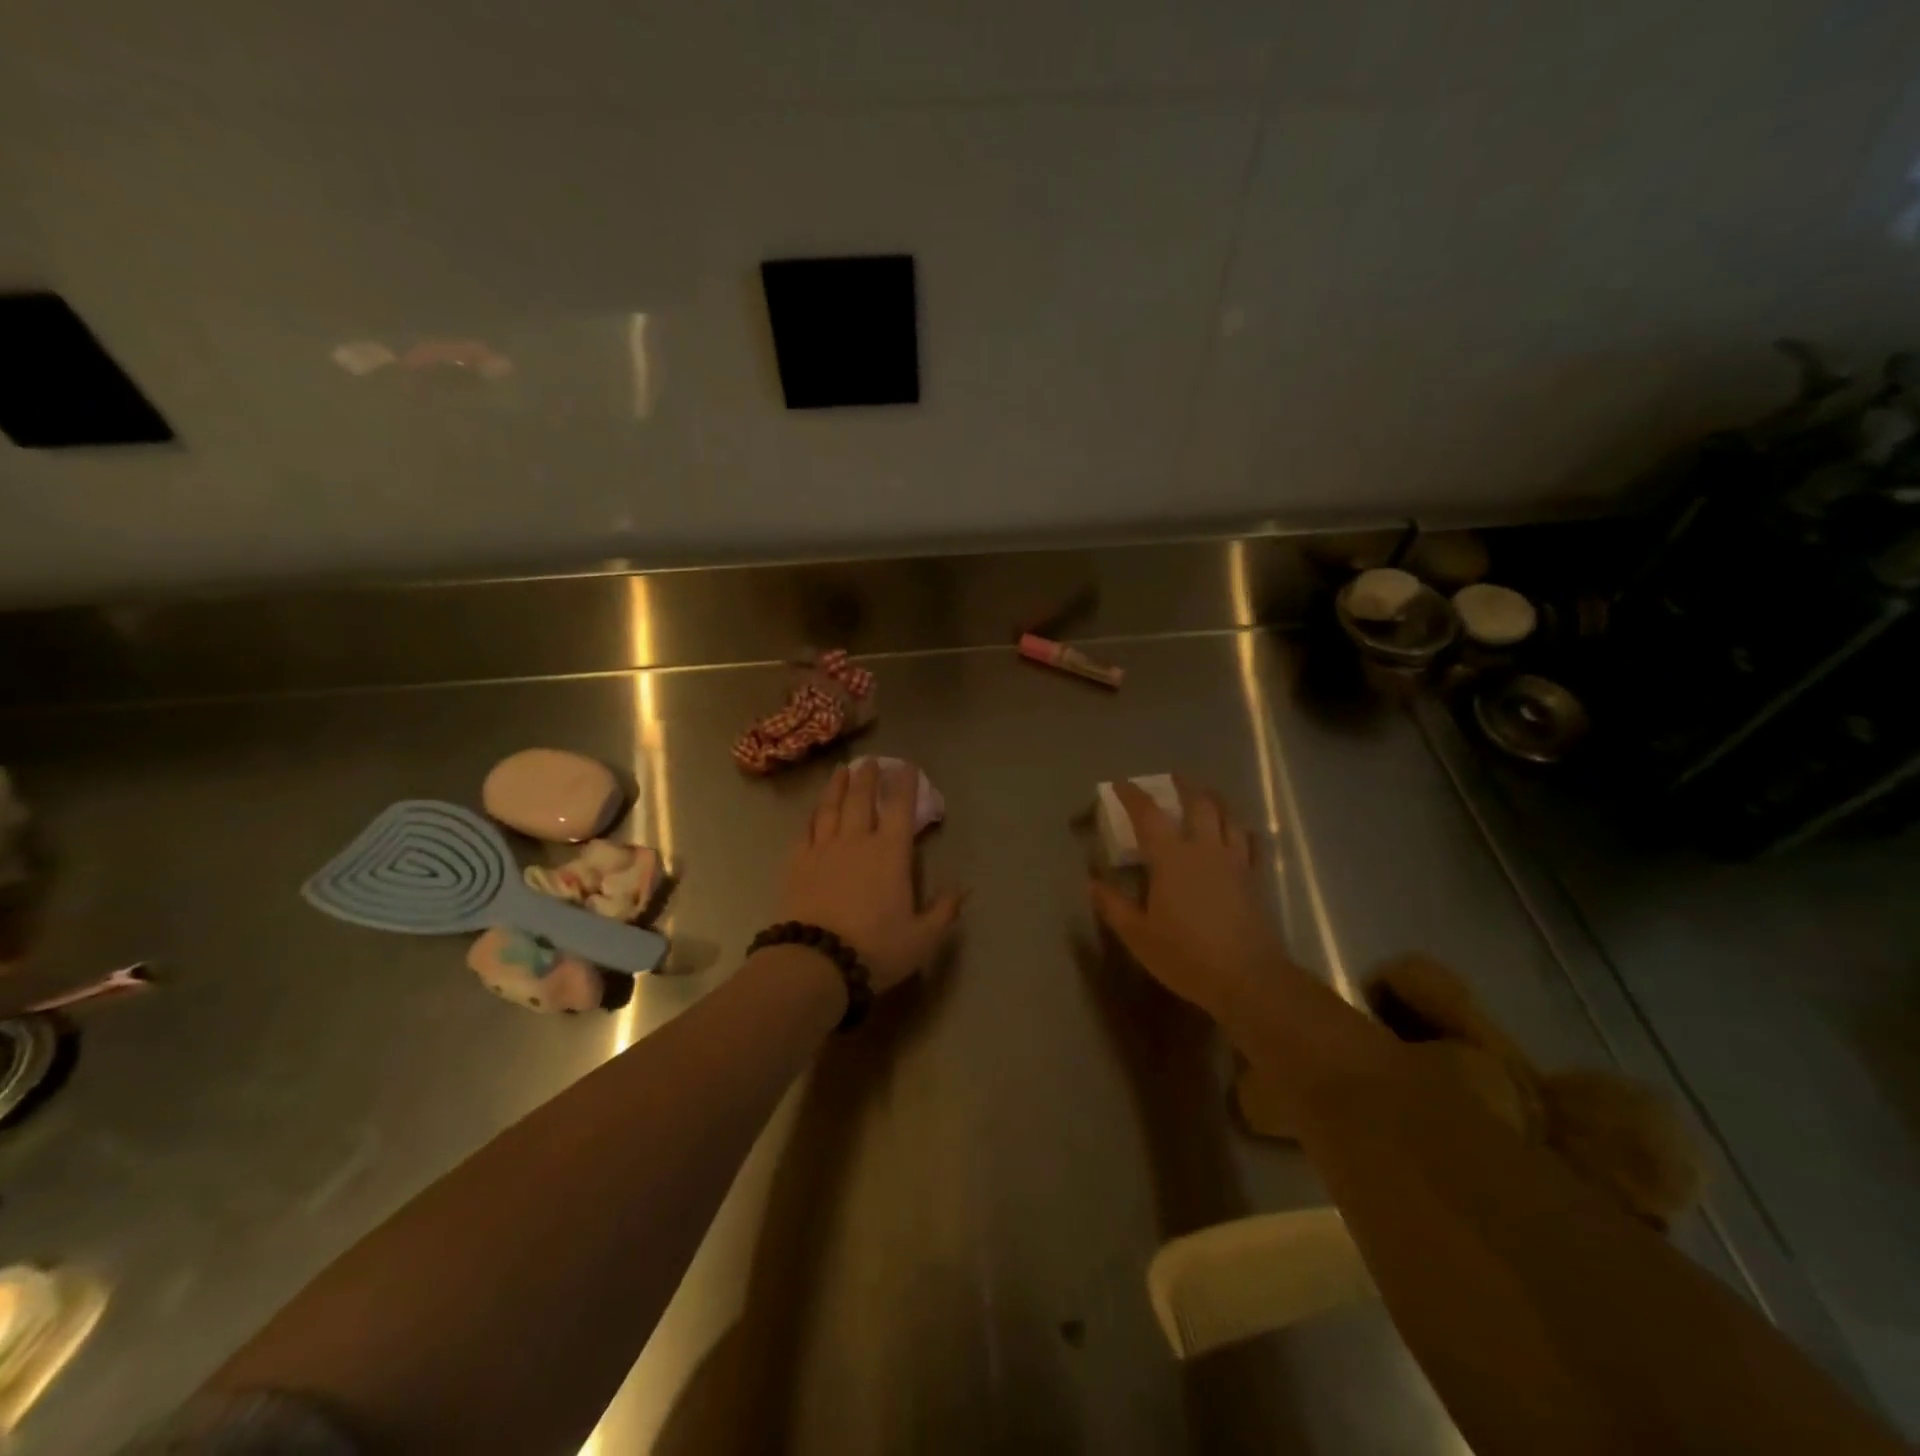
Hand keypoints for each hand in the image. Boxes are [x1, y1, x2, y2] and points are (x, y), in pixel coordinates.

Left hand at [781, 760, 964, 994]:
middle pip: (861, 799)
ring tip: (841, 770)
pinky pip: (806, 830)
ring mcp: (823, 849)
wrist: (817, 962)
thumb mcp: (922, 937)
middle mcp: (857, 841)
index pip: (900, 808)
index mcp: (890, 853)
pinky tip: (813, 810)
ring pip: (831, 808)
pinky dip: (812, 815)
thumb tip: (963, 889)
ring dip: (837, 786)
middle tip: (870, 761)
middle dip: (868, 777)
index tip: (906, 765)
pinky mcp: (797, 863)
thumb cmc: (876, 948)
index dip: (904, 783)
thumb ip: (943, 911)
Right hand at [1088, 777, 1286, 1022]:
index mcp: (1172, 858)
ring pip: (1228, 816)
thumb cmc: (1186, 955)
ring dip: (1214, 800)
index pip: (1149, 814)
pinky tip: (1238, 833)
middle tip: (1172, 778)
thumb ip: (1113, 906)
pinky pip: (1249, 842)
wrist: (1248, 979)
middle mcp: (1204, 849)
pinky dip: (1240, 830)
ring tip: (1205, 796)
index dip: (1132, 795)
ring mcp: (1234, 862)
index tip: (1120, 785)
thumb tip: (1092, 882)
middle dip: (1183, 785)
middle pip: (1198, 803)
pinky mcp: (1253, 879)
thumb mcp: (1138, 935)